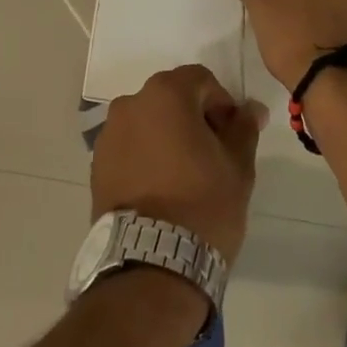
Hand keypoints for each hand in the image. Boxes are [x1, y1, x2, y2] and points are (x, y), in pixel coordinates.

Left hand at [92, 65, 263, 263]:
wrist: (151, 266)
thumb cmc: (203, 205)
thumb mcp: (238, 165)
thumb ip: (244, 128)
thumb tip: (251, 109)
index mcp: (166, 93)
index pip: (201, 80)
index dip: (222, 103)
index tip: (232, 136)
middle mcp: (131, 104)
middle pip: (172, 97)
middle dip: (194, 117)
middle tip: (212, 155)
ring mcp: (108, 134)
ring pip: (148, 122)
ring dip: (168, 136)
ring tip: (185, 175)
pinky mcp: (96, 165)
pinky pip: (129, 147)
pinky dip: (146, 156)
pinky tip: (161, 189)